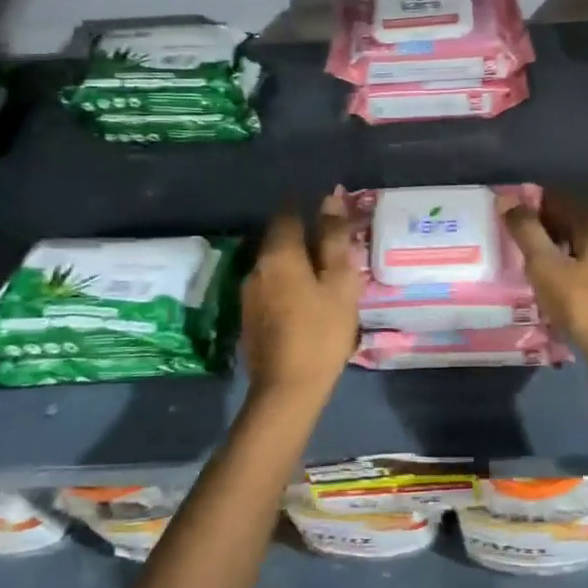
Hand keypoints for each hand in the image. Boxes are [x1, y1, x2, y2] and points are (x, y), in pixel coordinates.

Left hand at [242, 192, 362, 402]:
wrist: (287, 389)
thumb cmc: (322, 331)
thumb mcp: (339, 283)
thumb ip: (334, 239)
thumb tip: (331, 198)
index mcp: (279, 254)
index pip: (287, 213)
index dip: (304, 204)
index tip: (323, 204)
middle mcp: (257, 267)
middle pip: (278, 238)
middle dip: (301, 234)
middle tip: (331, 240)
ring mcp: (249, 293)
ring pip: (274, 263)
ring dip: (295, 260)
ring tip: (322, 271)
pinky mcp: (249, 316)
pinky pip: (270, 285)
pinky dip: (288, 282)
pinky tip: (305, 298)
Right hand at [499, 192, 587, 385]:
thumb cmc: (582, 302)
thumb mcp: (546, 265)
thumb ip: (526, 230)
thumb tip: (506, 198)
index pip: (557, 199)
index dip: (529, 202)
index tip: (503, 212)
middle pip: (566, 221)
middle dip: (536, 226)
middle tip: (505, 236)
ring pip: (571, 246)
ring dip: (546, 249)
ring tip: (517, 258)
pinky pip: (578, 267)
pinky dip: (558, 267)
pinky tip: (541, 280)